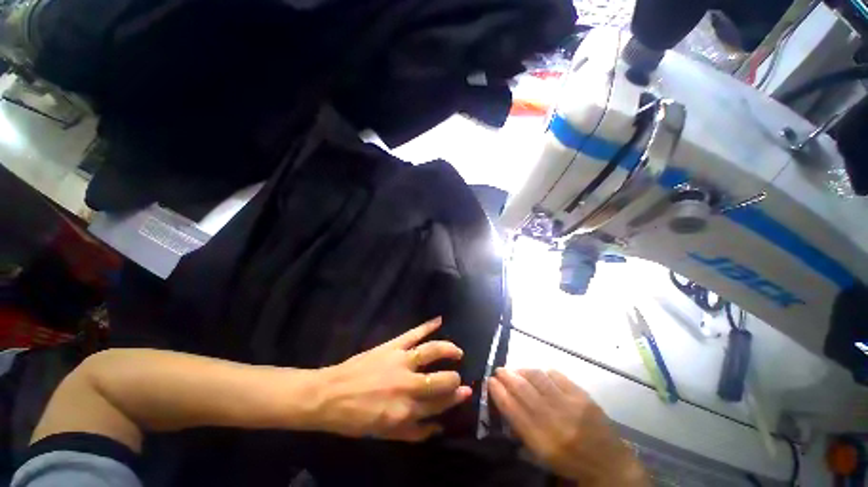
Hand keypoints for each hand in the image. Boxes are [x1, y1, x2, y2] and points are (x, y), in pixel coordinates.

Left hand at [311, 317, 471, 441]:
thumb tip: (439, 428)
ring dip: (448, 349)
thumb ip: (414, 433)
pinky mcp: (392, 346)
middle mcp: (408, 385)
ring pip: (432, 351)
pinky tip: (438, 320)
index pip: (440, 403)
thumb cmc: (356, 418)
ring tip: (457, 351)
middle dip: (454, 379)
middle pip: (442, 380)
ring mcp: (401, 361)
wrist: (330, 395)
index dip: (455, 398)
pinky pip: (414, 333)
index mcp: (406, 411)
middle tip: (457, 376)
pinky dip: (427, 325)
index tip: (465, 392)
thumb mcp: (385, 434)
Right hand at [488, 369, 648, 485]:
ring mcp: (570, 405)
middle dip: (507, 376)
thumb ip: (522, 428)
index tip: (490, 382)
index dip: (498, 392)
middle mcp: (554, 421)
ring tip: (516, 370)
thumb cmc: (570, 462)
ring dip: (522, 370)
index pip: (512, 410)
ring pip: (537, 377)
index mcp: (541, 441)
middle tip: (499, 370)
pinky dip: (543, 372)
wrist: (608, 464)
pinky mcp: (582, 396)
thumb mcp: (542, 454)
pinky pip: (556, 375)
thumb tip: (505, 400)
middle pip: (523, 390)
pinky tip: (538, 374)